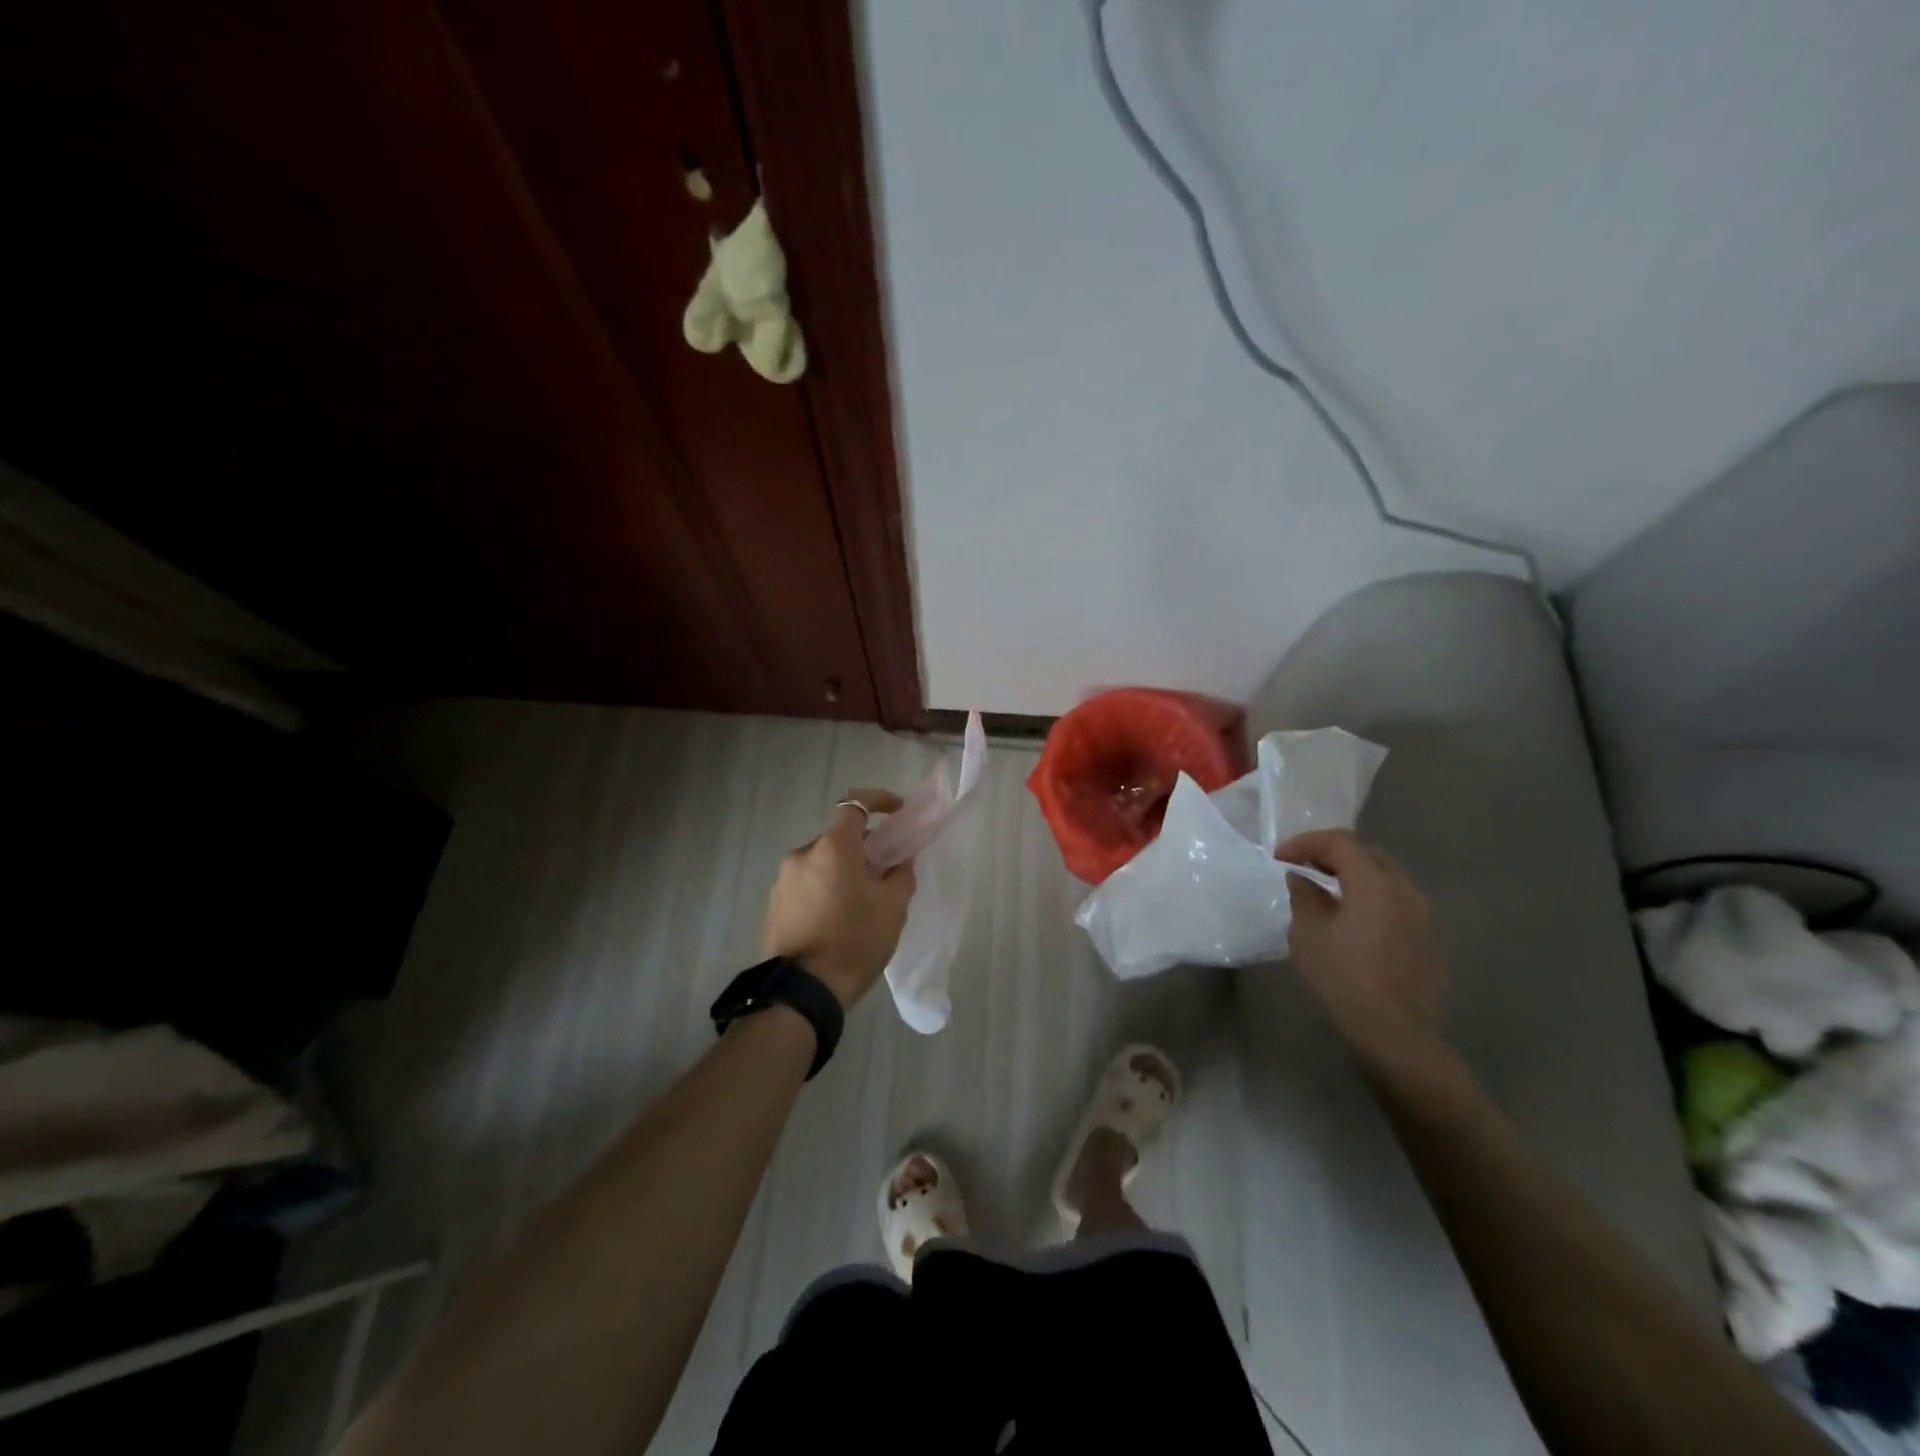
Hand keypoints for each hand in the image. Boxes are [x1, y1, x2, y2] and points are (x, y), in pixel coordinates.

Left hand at [762, 790, 916, 1009]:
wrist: (802, 992)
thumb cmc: (854, 941)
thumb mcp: (892, 908)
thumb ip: (901, 875)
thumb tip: (899, 862)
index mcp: (832, 847)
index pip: (856, 804)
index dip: (880, 802)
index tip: (899, 814)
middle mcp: (802, 854)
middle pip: (838, 839)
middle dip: (863, 848)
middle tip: (885, 872)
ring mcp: (783, 881)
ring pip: (821, 864)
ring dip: (842, 872)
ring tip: (862, 903)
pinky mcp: (774, 906)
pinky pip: (807, 886)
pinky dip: (825, 891)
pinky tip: (838, 920)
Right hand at [1277, 829, 1447, 1063]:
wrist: (1396, 1035)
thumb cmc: (1344, 980)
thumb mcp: (1308, 934)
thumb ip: (1304, 896)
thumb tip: (1302, 879)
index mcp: (1375, 884)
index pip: (1340, 842)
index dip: (1306, 842)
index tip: (1280, 857)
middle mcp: (1405, 890)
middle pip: (1367, 854)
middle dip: (1330, 853)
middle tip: (1301, 867)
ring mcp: (1422, 914)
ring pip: (1384, 877)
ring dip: (1352, 875)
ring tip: (1324, 890)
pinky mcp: (1427, 937)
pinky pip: (1395, 900)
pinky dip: (1368, 896)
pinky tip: (1350, 918)